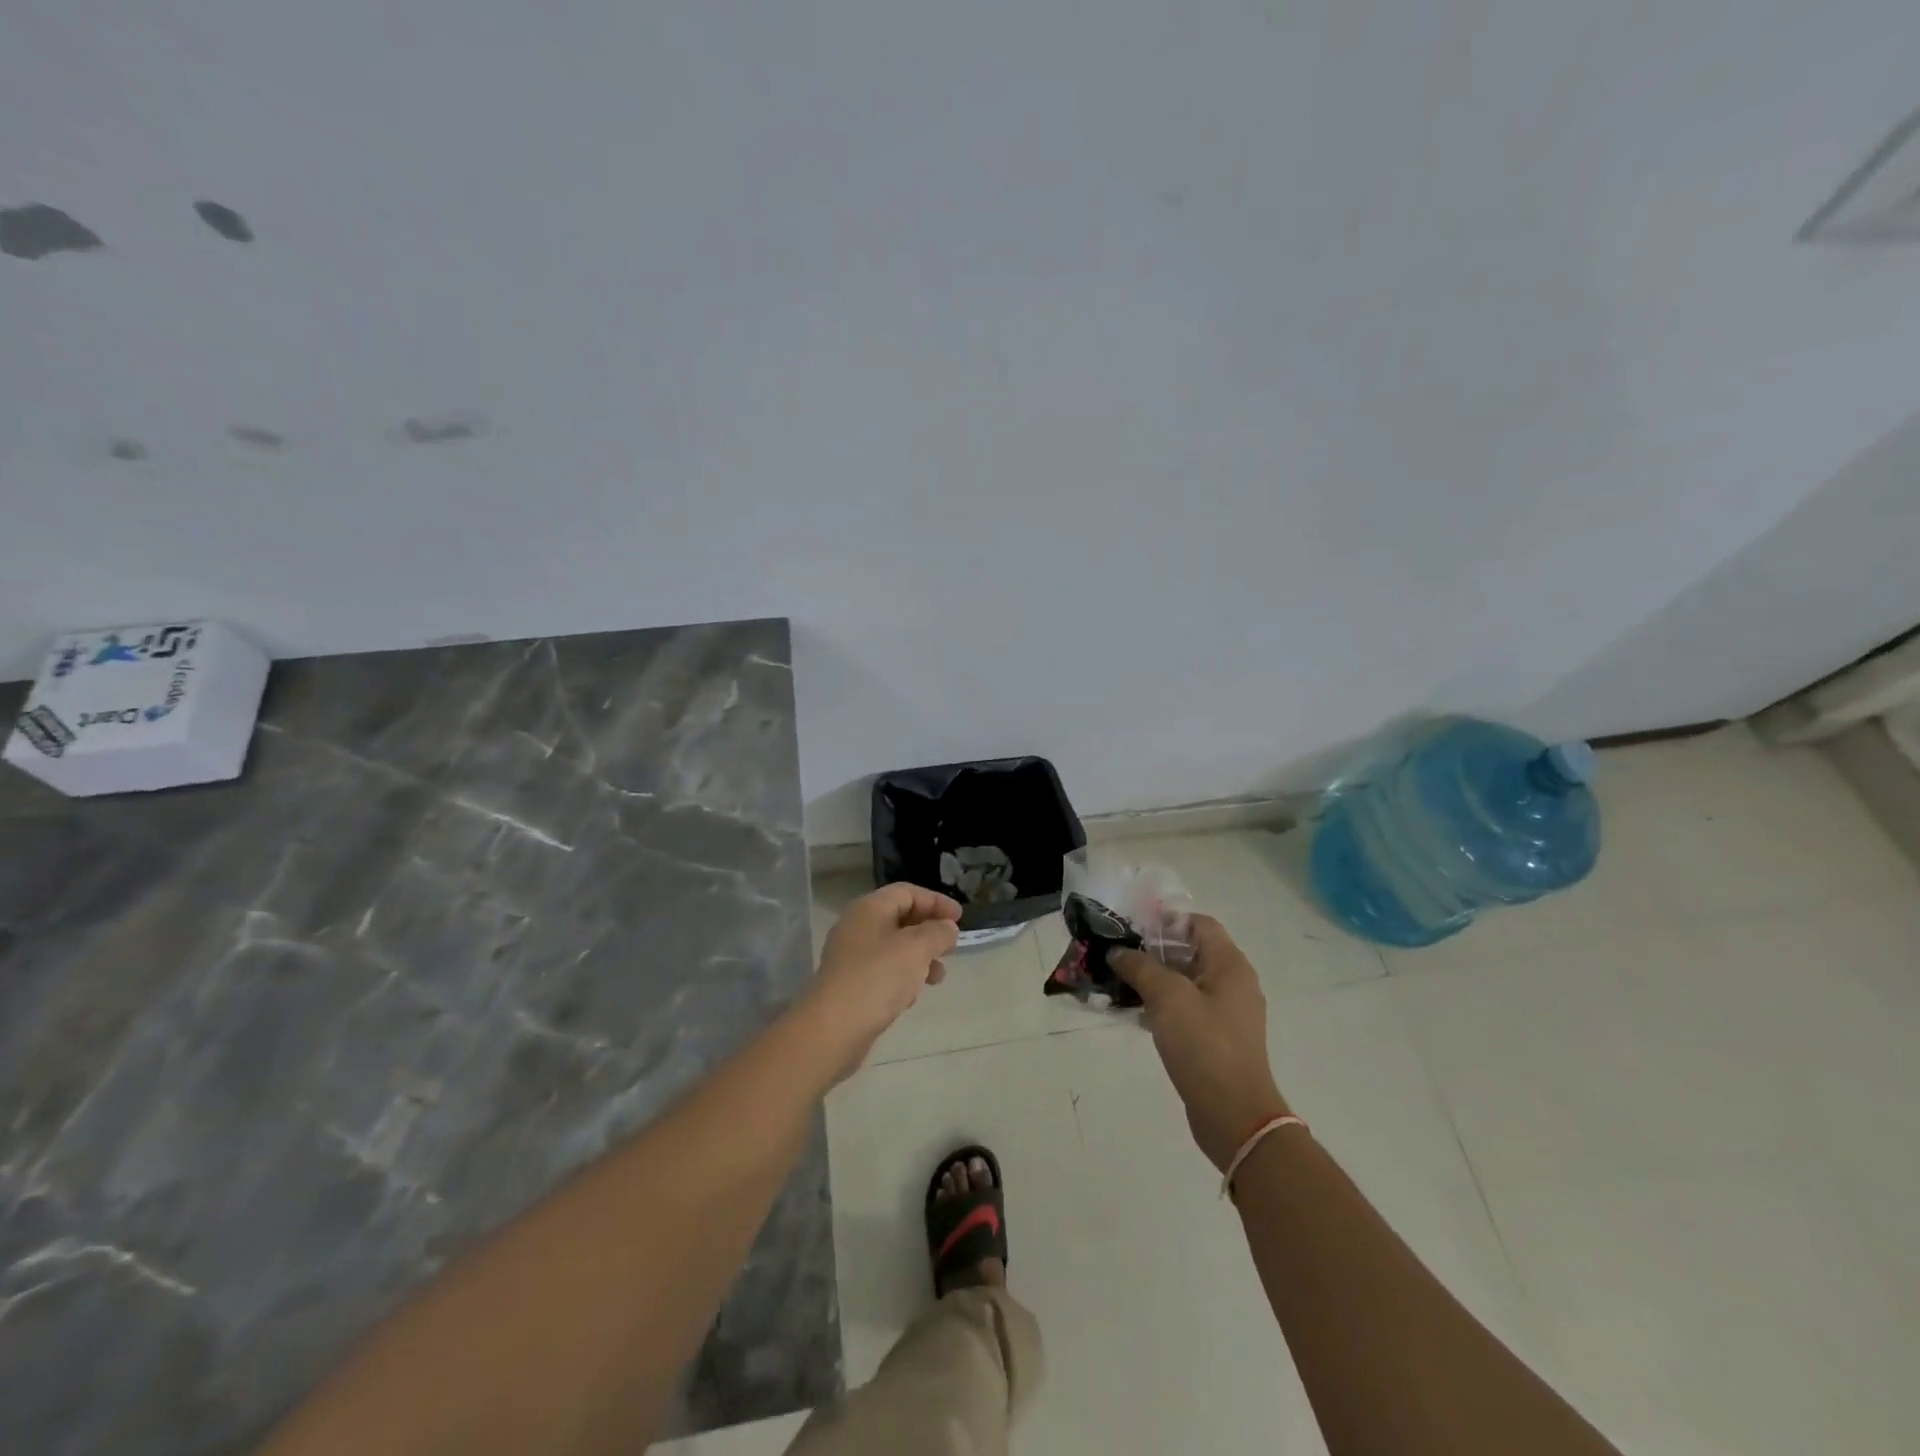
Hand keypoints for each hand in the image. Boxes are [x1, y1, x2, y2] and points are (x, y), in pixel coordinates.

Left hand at [808, 883, 961, 1072]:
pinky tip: (912, 997)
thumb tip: (947, 928)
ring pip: (894, 948)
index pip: (907, 892)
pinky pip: (884, 971)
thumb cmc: (878, 977)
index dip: (936, 901)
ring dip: (920, 958)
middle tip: (951, 947)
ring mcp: (851, 956)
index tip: (960, 918)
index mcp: (869, 908)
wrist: (833, 1028)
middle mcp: (857, 927)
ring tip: (938, 978)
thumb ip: (937, 932)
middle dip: (929, 931)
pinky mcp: (851, 984)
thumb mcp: (917, 948)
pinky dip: (903, 978)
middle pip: (900, 918)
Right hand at [1109, 915, 1288, 1170]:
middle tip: (1118, 954)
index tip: (1131, 928)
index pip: (1198, 924)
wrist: (1234, 1116)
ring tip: (1119, 982)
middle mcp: (1234, 982)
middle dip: (1153, 950)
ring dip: (1154, 979)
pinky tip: (1136, 1014)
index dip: (1165, 920)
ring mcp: (1227, 1012)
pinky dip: (1163, 1005)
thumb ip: (1140, 967)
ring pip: (1186, 981)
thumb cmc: (1204, 1046)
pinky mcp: (1218, 1038)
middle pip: (1190, 951)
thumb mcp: (1167, 997)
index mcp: (1230, 965)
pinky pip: (1187, 1008)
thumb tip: (1118, 951)